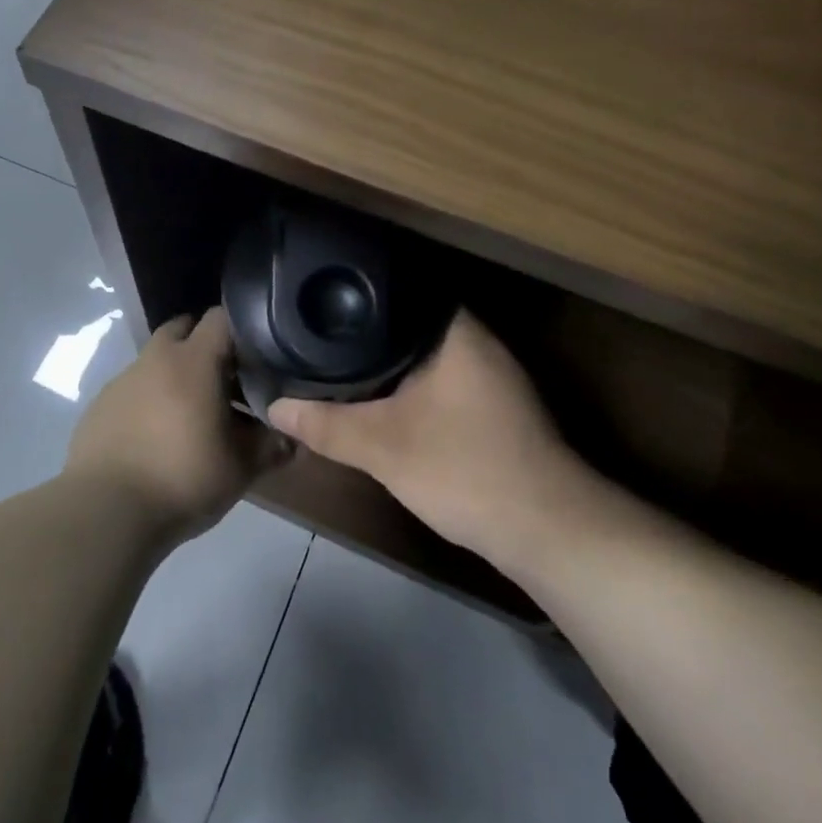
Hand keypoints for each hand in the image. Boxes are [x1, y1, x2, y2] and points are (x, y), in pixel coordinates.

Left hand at [66, 307, 276, 542]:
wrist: (105, 512)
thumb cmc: (182, 478)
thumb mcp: (240, 469)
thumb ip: (270, 448)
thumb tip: (292, 440)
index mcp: (192, 361)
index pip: (221, 318)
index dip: (242, 330)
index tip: (257, 356)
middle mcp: (155, 359)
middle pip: (183, 329)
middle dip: (205, 346)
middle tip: (226, 381)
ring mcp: (122, 380)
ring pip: (156, 361)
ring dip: (176, 376)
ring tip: (192, 417)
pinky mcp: (99, 406)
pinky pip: (133, 390)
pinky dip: (149, 401)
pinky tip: (157, 438)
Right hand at [269, 311, 600, 572]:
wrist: (546, 531)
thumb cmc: (464, 468)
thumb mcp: (382, 447)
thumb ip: (325, 425)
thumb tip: (274, 407)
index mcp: (456, 331)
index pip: (399, 291)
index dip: (358, 296)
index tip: (321, 304)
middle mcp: (478, 342)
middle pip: (409, 325)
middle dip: (366, 335)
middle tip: (320, 335)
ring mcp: (492, 376)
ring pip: (426, 357)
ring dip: (390, 366)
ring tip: (340, 363)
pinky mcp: (496, 408)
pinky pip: (441, 382)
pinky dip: (411, 389)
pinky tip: (384, 402)